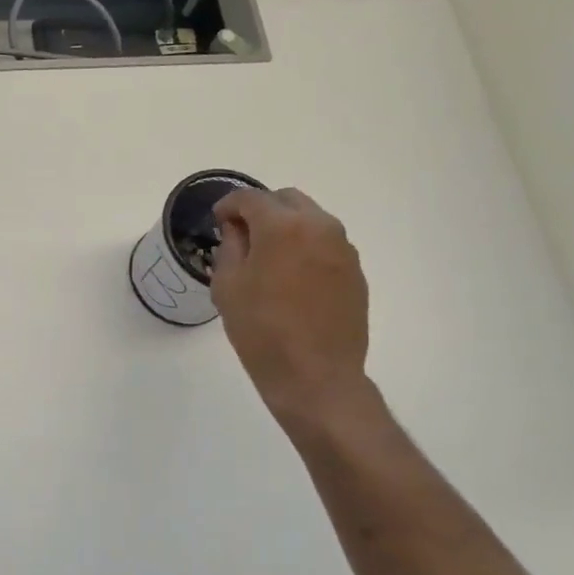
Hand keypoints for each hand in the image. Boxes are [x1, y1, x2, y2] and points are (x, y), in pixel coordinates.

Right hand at [211, 187, 372, 434]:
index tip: (218, 221)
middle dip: (261, 209)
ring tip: (267, 256)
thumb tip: (237, 229)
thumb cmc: (261, 330)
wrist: (315, 376)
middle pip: (286, 200)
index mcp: (282, 226)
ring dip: (286, 227)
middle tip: (242, 234)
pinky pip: (325, 243)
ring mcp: (343, 248)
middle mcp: (319, 226)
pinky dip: (305, 247)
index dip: (228, 206)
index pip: (250, 198)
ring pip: (310, 219)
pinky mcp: (355, 271)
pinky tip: (291, 277)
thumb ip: (230, 246)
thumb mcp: (228, 285)